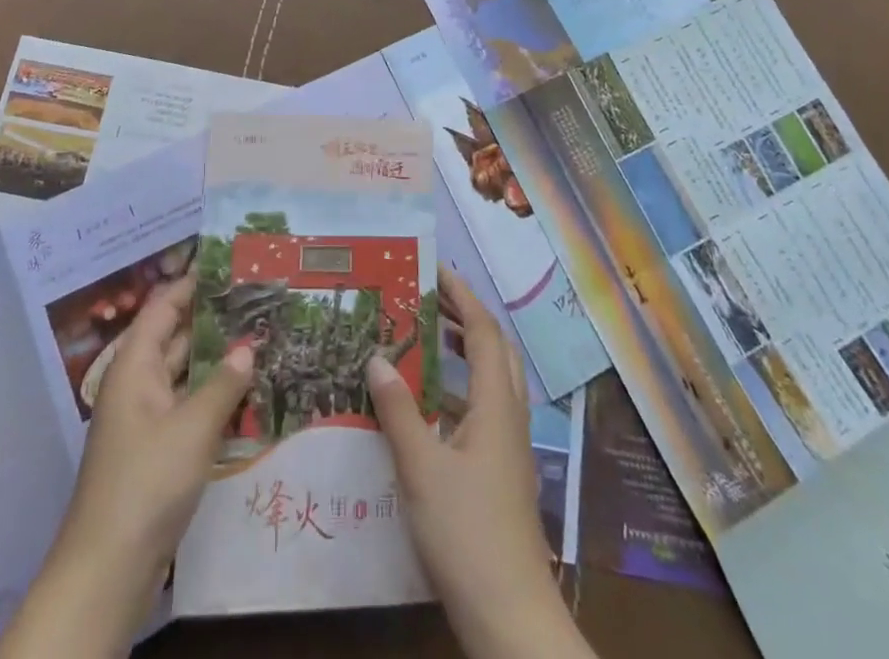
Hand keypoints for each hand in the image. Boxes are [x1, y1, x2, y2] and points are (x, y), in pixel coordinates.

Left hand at [0, 277, 253, 658]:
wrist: (107, 569)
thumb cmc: (146, 482)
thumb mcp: (192, 428)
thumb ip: (224, 383)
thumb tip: (247, 345)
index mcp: (135, 365)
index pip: (164, 307)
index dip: (193, 283)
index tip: (229, 265)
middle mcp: (138, 384)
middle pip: (176, 337)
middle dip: (213, 319)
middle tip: (257, 300)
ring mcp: (146, 419)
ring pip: (185, 374)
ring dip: (217, 359)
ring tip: (261, 337)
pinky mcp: (156, 451)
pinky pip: (188, 407)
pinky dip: (214, 396)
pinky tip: (248, 393)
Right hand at [366, 270, 594, 658]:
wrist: (511, 618)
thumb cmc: (467, 534)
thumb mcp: (422, 468)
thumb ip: (398, 410)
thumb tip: (377, 357)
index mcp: (496, 405)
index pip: (484, 331)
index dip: (462, 295)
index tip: (435, 269)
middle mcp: (509, 417)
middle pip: (496, 351)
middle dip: (466, 318)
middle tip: (429, 300)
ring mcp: (508, 449)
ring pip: (492, 382)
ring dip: (465, 354)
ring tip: (427, 342)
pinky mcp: (501, 475)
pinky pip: (484, 412)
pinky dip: (459, 393)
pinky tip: (428, 409)